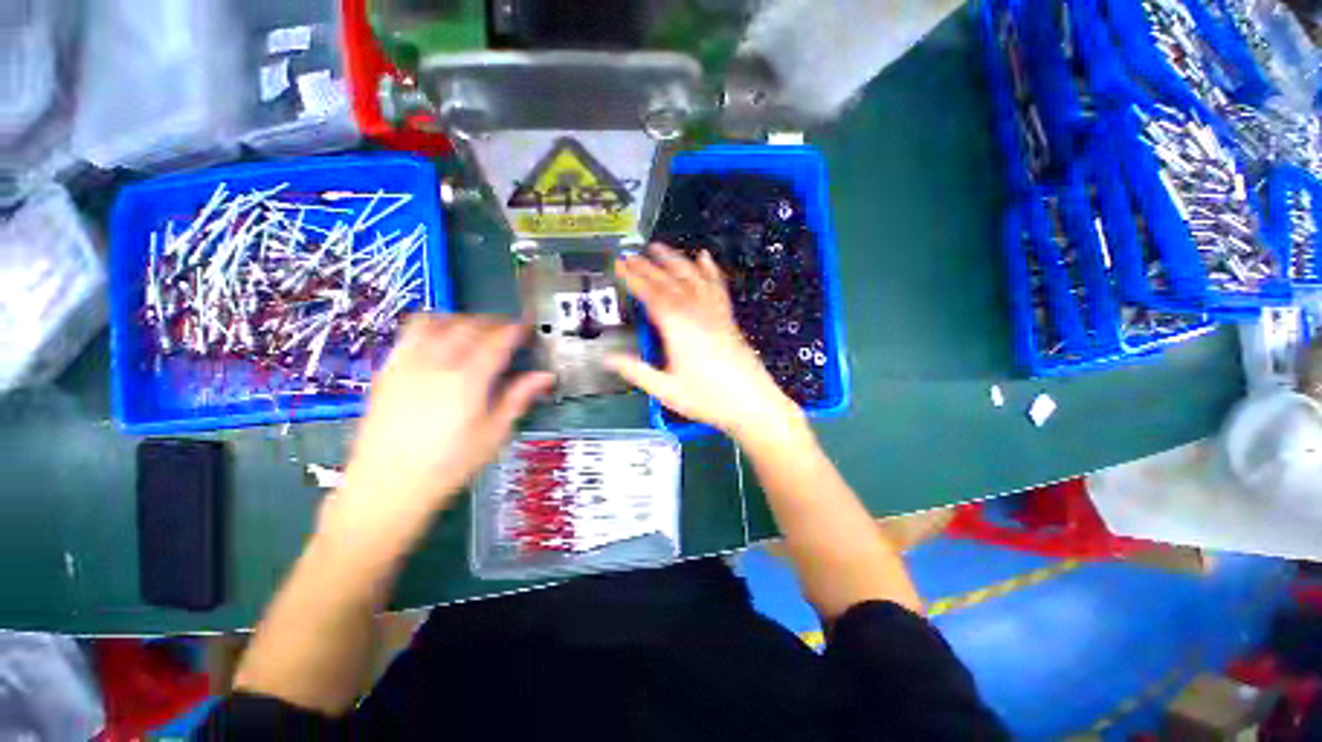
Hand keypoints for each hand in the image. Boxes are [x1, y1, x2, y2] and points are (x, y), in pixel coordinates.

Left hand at [326, 315, 554, 552]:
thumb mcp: (494, 434)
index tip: (527, 328)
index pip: (497, 340)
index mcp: (467, 380)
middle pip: (469, 326)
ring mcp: (408, 364)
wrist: (388, 485)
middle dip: (493, 323)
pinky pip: (410, 333)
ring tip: (475, 330)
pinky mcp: (388, 370)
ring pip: (438, 322)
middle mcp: (436, 364)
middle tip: (508, 331)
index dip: (516, 329)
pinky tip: (440, 340)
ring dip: (462, 319)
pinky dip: (431, 326)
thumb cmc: (449, 464)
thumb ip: (519, 398)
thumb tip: (545, 377)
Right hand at [606, 244, 803, 441]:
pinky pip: (717, 288)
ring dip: (675, 261)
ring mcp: (715, 314)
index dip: (634, 278)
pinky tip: (705, 258)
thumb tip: (609, 359)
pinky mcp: (728, 319)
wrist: (752, 403)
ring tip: (660, 247)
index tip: (620, 265)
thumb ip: (637, 372)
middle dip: (649, 266)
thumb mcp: (667, 390)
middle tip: (632, 254)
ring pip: (693, 279)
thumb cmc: (708, 399)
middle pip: (670, 283)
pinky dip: (710, 270)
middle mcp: (697, 315)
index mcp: (679, 329)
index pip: (652, 296)